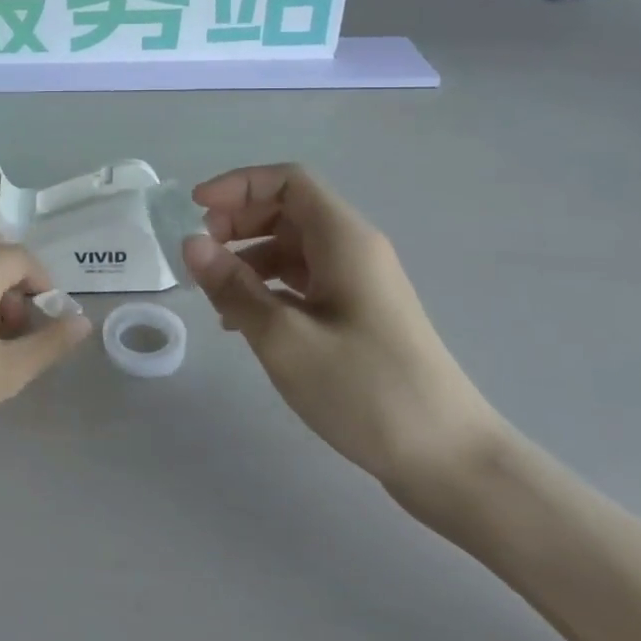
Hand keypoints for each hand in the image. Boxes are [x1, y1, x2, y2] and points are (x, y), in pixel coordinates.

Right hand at [182, 164, 503, 499]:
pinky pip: (303, 282)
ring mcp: (358, 285)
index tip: (195, 211)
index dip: (239, 185)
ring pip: (292, 248)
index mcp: (344, 240)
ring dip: (248, 258)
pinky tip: (241, 322)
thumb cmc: (366, 390)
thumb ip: (232, 287)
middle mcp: (353, 251)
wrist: (449, 460)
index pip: (288, 181)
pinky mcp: (357, 316)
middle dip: (238, 222)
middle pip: (288, 211)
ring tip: (213, 294)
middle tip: (199, 254)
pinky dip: (267, 288)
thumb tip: (190, 244)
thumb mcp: (284, 338)